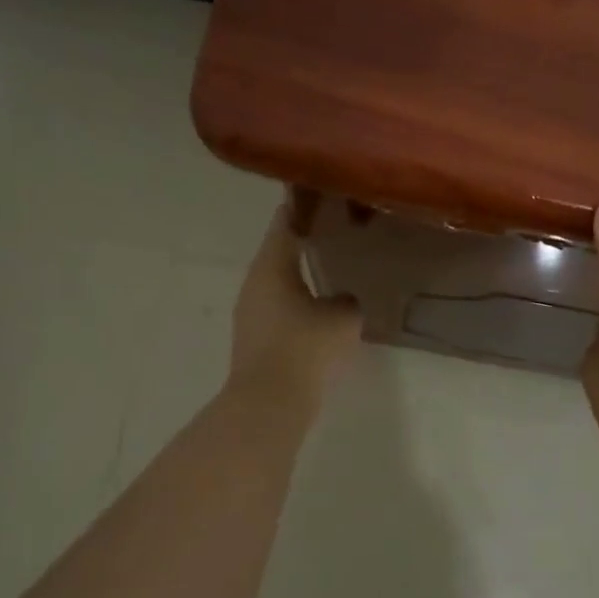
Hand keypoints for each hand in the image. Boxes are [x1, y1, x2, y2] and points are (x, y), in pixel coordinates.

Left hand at [227, 208, 362, 403]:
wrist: (270, 401)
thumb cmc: (306, 347)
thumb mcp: (343, 317)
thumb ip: (348, 299)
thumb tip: (343, 298)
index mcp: (272, 266)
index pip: (286, 222)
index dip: (303, 207)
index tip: (322, 196)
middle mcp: (254, 282)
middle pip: (279, 251)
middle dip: (306, 240)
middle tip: (337, 232)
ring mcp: (250, 311)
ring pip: (278, 280)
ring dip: (300, 272)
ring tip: (332, 267)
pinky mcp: (254, 336)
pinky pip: (278, 306)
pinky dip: (296, 299)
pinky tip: (319, 306)